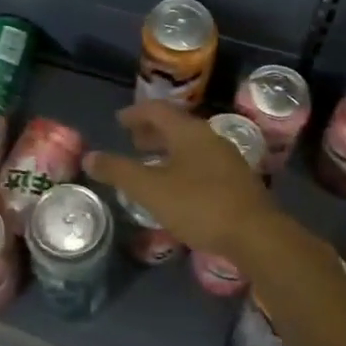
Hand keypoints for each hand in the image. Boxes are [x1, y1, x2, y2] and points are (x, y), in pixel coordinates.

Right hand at [83, 101, 284, 259]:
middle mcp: (209, 137)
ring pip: (190, 144)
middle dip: (152, 131)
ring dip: (168, 149)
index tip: (119, 121)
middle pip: (176, 125)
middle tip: (132, 140)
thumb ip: (119, 171)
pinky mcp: (236, 180)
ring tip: (150, 163)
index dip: (135, 114)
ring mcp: (227, 158)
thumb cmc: (199, 205)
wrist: (255, 234)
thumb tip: (89, 157)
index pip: (157, 110)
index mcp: (189, 132)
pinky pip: (202, 161)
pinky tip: (177, 185)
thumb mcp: (150, 189)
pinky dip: (182, 164)